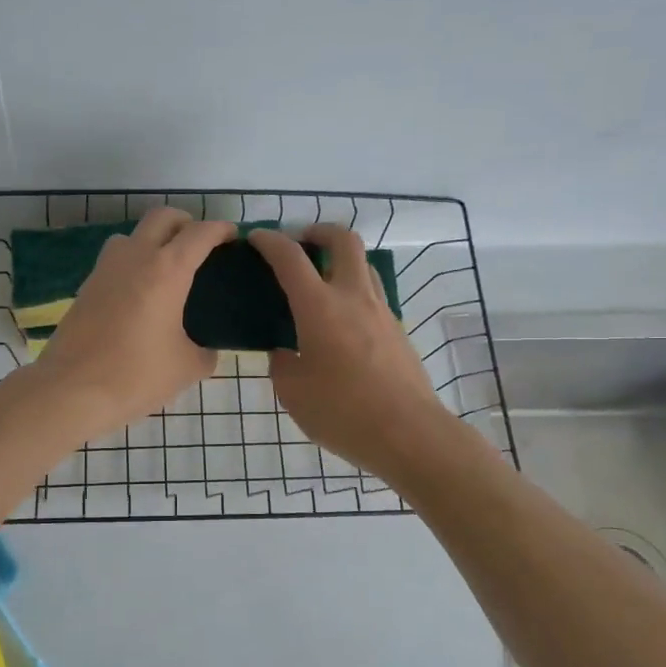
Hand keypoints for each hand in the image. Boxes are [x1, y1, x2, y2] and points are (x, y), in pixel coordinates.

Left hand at [30, 208, 236, 438]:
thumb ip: (205, 352)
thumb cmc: (136, 375)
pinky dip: (132, 264)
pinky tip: (140, 296)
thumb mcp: (187, 368)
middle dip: (185, 223)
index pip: (200, 233)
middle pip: (162, 217)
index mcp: (167, 270)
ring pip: (133, 235)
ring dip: (153, 241)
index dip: (220, 229)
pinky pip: (115, 261)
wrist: (72, 390)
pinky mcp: (86, 286)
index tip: (232, 237)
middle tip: (199, 247)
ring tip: (166, 271)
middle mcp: (135, 257)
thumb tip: (207, 349)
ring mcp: (105, 269)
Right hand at [248, 225, 458, 479]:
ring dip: (340, 261)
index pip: (291, 258)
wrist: (409, 434)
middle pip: (343, 241)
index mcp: (320, 307)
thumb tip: (286, 351)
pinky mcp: (398, 332)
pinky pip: (372, 297)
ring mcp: (382, 313)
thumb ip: (283, 363)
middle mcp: (353, 298)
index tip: (256, 239)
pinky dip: (352, 293)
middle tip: (300, 244)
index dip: (270, 242)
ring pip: (364, 266)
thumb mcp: (293, 392)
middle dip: (318, 232)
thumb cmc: (343, 412)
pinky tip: (339, 324)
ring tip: (320, 283)